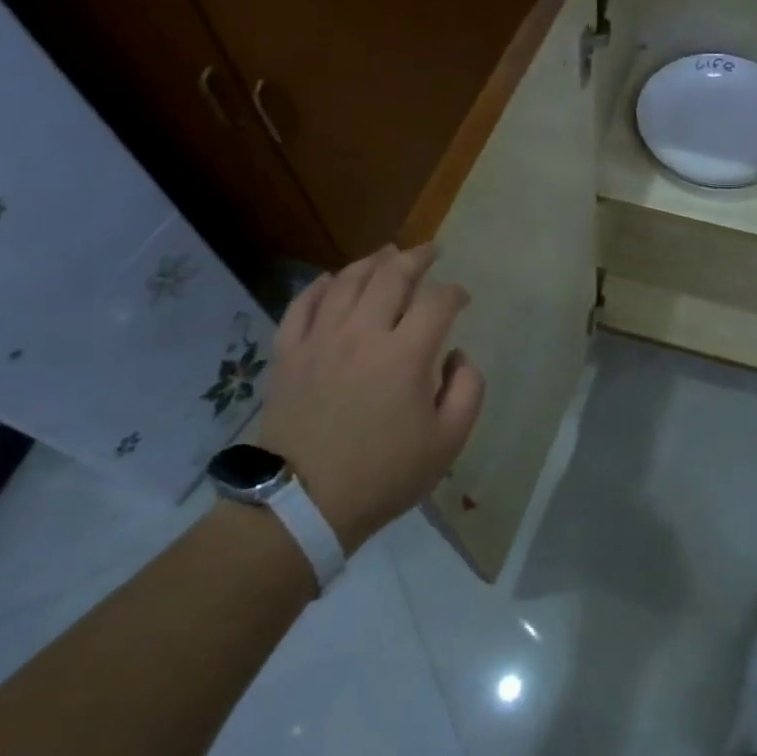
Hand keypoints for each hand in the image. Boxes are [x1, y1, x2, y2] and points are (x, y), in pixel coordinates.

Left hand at [252, 245, 483, 553]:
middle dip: (416, 258)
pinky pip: (302, 306)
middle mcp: (363, 334)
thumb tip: (457, 355)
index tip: (462, 299)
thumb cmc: (384, 474)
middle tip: (429, 251)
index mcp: (405, 355)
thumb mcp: (449, 441)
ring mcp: (320, 340)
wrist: (304, 504)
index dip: (454, 293)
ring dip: (371, 262)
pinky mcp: (288, 354)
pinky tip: (331, 280)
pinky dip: (319, 287)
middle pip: (391, 277)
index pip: (437, 301)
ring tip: (387, 254)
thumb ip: (467, 389)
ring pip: (346, 282)